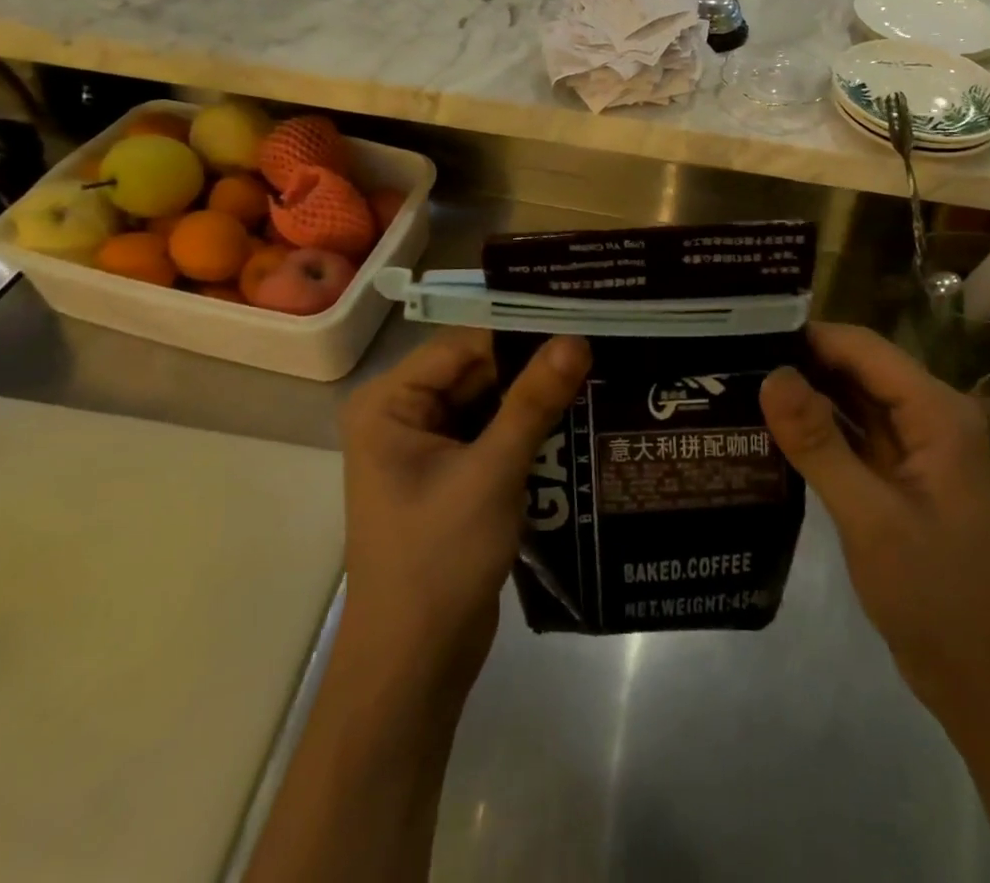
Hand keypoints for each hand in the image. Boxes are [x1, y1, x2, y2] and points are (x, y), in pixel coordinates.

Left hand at [338, 327, 591, 698]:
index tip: (580, 323)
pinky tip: (577, 418)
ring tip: (599, 373)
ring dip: (535, 397)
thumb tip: (576, 339)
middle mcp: (402, 414)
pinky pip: (492, 434)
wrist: (415, 666)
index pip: (463, 345)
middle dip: (532, 366)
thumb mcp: (492, 472)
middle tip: (598, 347)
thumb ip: (533, 402)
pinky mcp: (450, 475)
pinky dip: (527, 429)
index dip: (520, 333)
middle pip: (477, 371)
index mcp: (390, 403)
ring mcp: (426, 447)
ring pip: (489, 402)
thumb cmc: (439, 560)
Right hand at [760, 323, 989, 728]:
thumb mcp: (869, 517)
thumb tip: (770, 375)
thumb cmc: (933, 594)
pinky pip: (852, 429)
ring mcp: (915, 443)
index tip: (749, 332)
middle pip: (859, 366)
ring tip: (742, 379)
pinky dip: (817, 424)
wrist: (977, 676)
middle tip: (735, 357)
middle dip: (802, 360)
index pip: (865, 348)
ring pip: (853, 396)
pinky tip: (771, 423)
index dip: (810, 335)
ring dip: (806, 390)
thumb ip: (818, 443)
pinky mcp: (898, 469)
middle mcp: (931, 414)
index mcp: (938, 413)